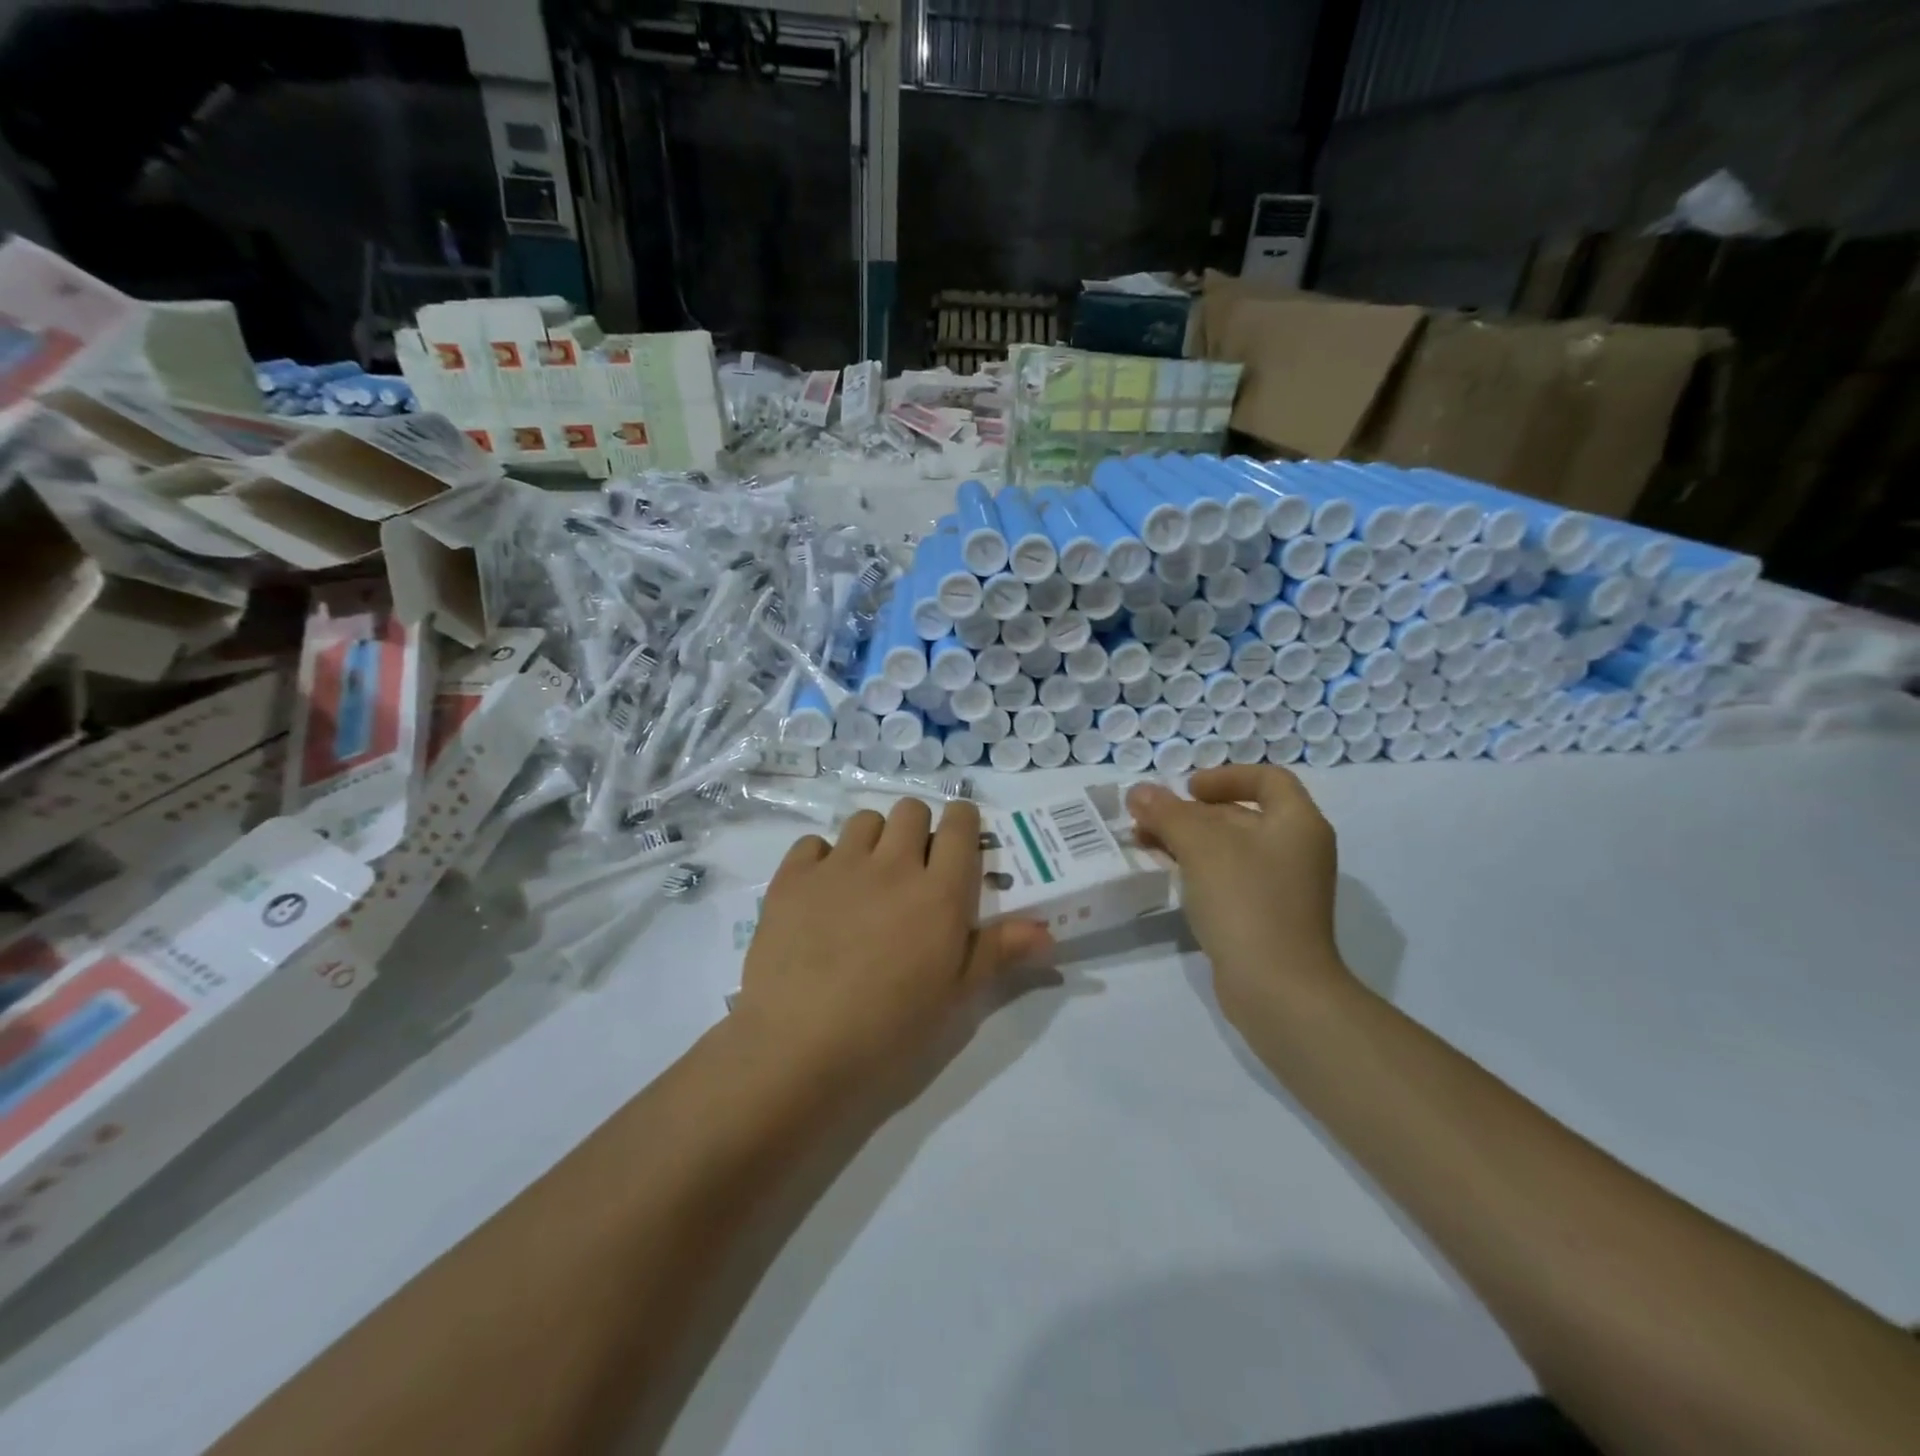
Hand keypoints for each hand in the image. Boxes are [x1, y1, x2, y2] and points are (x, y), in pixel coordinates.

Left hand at [734, 798, 1051, 1091]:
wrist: (799, 1047)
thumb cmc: (890, 1029)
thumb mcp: (956, 997)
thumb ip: (999, 952)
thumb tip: (1046, 930)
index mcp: (940, 893)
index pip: (960, 825)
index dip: (963, 823)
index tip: (959, 841)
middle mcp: (892, 865)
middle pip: (911, 810)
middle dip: (918, 829)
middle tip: (912, 868)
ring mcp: (838, 867)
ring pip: (863, 820)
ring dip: (872, 840)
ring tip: (866, 880)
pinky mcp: (792, 878)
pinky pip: (812, 843)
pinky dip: (821, 858)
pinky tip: (821, 893)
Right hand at [1126, 766, 1349, 1030]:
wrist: (1277, 989)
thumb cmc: (1246, 901)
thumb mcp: (1201, 846)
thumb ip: (1168, 813)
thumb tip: (1138, 791)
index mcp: (1297, 823)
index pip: (1267, 779)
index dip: (1225, 776)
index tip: (1187, 789)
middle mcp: (1297, 850)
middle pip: (1242, 814)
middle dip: (1191, 812)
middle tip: (1149, 817)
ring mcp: (1283, 888)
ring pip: (1230, 849)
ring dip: (1187, 840)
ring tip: (1143, 842)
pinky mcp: (1266, 918)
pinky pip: (1229, 879)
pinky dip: (1198, 869)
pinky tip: (1166, 873)